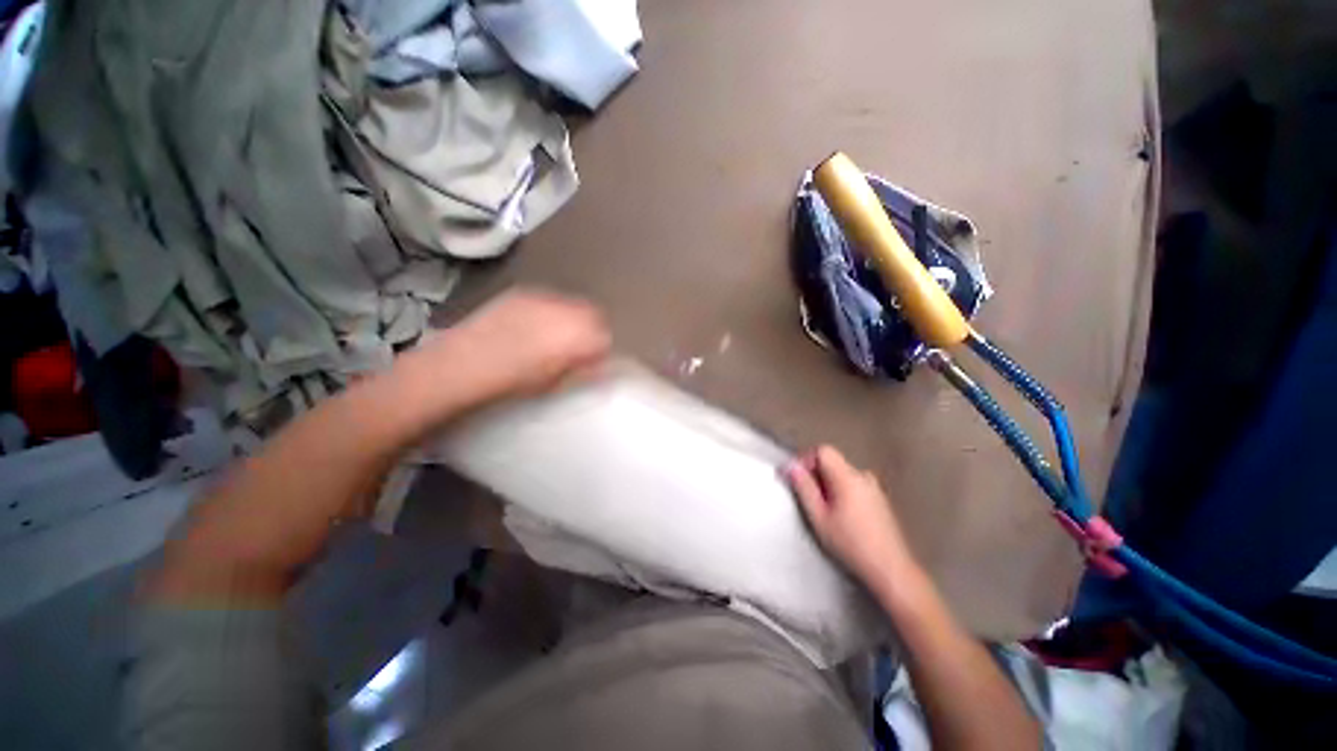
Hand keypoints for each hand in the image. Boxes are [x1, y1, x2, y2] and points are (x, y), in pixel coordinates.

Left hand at [441, 287, 611, 396]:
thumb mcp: (556, 383)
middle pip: (594, 314)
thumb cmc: (514, 382)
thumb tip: (600, 365)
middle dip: (592, 329)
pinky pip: (550, 299)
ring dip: (573, 318)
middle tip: (580, 347)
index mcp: (578, 335)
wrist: (464, 363)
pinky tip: (535, 327)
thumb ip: (584, 370)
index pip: (606, 336)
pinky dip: (552, 311)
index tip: (594, 360)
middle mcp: (566, 310)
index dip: (602, 349)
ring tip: (556, 336)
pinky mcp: (523, 293)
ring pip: (573, 304)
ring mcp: (543, 298)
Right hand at [785, 445, 918, 592]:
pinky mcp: (880, 500)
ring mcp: (875, 488)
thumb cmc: (851, 544)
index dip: (805, 459)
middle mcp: (863, 476)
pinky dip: (841, 492)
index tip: (795, 478)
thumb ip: (804, 488)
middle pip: (832, 462)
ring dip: (827, 484)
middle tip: (806, 497)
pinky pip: (854, 485)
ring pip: (842, 474)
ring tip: (822, 510)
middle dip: (815, 474)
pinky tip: (841, 516)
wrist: (891, 570)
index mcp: (848, 477)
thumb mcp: (819, 517)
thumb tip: (791, 466)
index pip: (823, 451)